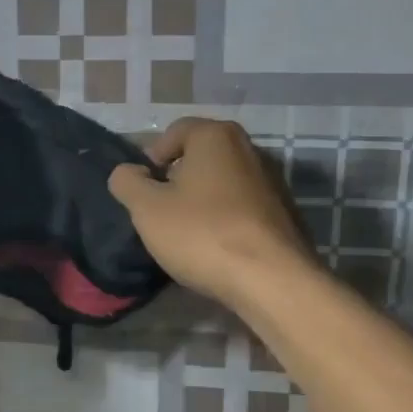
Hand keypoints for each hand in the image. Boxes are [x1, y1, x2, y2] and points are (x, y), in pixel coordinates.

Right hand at [108, 118, 316, 308]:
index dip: (152, 158)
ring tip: (189, 233)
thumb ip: (127, 182)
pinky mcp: (285, 213)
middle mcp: (249, 148)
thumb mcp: (147, 209)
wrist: (271, 280)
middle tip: (162, 211)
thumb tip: (128, 172)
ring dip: (203, 201)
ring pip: (223, 182)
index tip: (144, 190)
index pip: (174, 131)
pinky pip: (243, 207)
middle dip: (178, 179)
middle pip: (201, 156)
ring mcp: (273, 181)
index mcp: (216, 136)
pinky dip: (227, 219)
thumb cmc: (202, 234)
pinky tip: (218, 247)